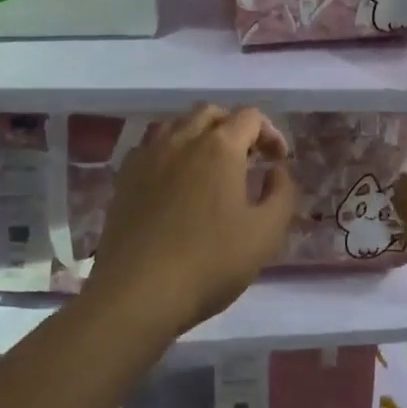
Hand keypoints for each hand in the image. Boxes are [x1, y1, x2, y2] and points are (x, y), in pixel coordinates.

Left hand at [83, 105, 299, 337]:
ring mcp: (148, 156)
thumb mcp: (266, 233)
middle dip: (234, 127)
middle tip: (247, 159)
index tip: (277, 162)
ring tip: (210, 166)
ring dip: (200, 135)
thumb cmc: (210, 262)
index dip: (270, 133)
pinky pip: (151, 147)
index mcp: (220, 147)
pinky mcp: (124, 178)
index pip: (250, 117)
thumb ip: (282, 193)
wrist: (137, 294)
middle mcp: (182, 140)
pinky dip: (170, 152)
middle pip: (211, 113)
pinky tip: (174, 181)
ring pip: (177, 124)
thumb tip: (277, 170)